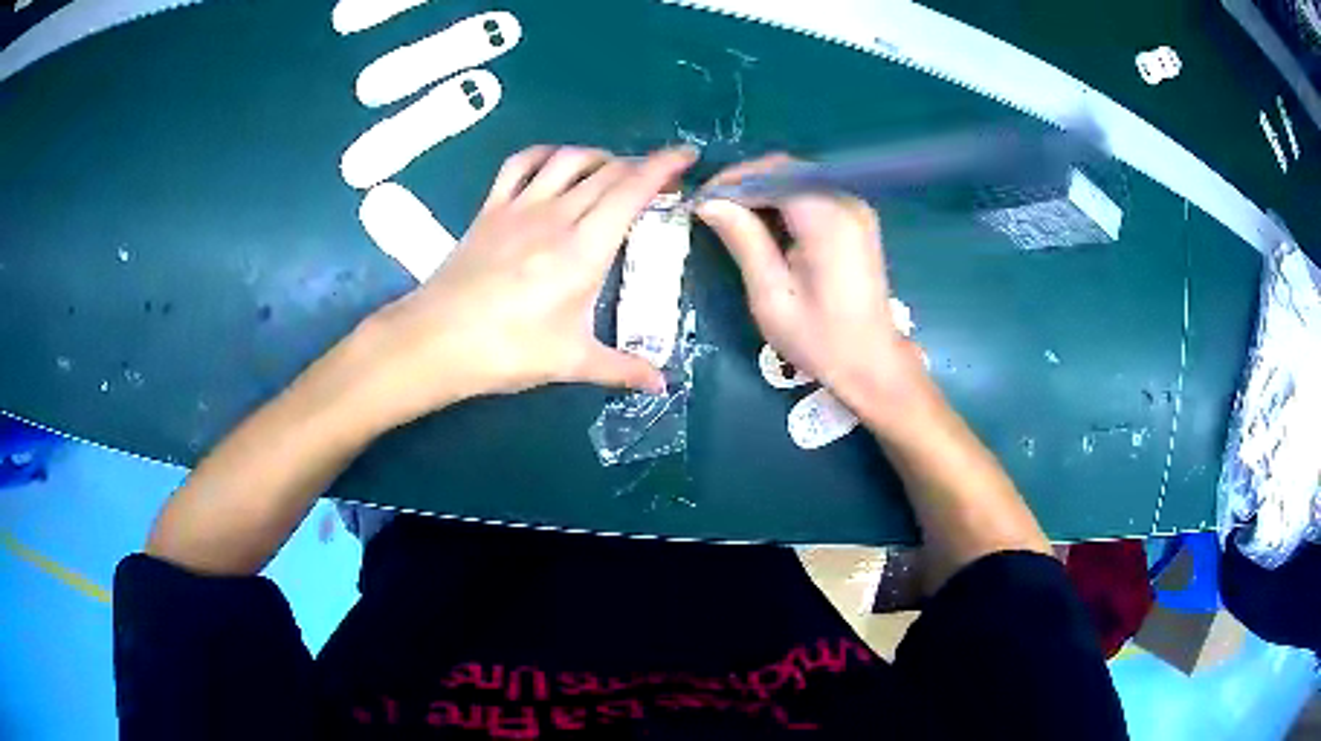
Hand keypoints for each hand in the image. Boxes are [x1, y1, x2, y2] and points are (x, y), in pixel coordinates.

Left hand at [355, 145, 696, 424]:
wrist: (436, 340)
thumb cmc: (507, 350)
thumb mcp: (570, 361)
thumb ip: (622, 368)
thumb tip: (662, 384)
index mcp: (584, 247)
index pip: (632, 189)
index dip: (664, 166)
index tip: (687, 156)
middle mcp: (556, 214)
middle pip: (607, 170)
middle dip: (640, 164)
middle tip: (658, 177)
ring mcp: (520, 206)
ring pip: (567, 159)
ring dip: (598, 156)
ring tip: (613, 170)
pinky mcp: (491, 209)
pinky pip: (520, 164)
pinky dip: (545, 155)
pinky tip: (554, 164)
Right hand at [696, 155, 926, 420]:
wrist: (871, 362)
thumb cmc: (820, 339)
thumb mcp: (771, 296)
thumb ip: (743, 240)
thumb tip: (708, 202)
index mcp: (827, 219)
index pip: (772, 175)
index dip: (732, 181)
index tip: (699, 201)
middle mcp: (845, 201)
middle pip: (786, 170)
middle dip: (745, 183)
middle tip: (710, 208)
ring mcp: (855, 207)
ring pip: (797, 178)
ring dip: (762, 190)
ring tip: (729, 216)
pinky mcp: (856, 217)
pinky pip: (811, 193)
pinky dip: (782, 200)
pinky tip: (762, 223)